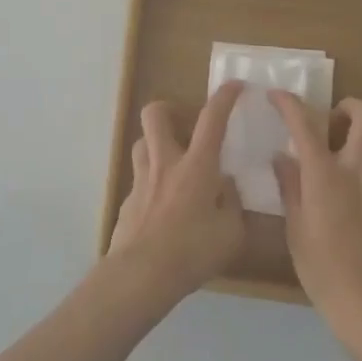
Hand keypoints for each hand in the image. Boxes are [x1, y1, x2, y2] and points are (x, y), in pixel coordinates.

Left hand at [107, 80, 246, 303]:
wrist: (141, 275)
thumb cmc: (192, 251)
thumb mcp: (231, 233)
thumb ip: (232, 204)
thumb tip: (225, 186)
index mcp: (197, 166)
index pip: (212, 119)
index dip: (225, 97)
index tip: (235, 85)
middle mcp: (165, 163)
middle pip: (156, 114)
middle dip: (170, 109)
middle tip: (185, 124)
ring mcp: (141, 180)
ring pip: (142, 143)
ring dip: (157, 144)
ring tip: (172, 163)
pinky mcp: (126, 202)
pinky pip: (139, 180)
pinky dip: (151, 184)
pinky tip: (161, 207)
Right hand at [270, 93, 361, 352]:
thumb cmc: (326, 273)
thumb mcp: (296, 231)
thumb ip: (291, 188)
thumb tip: (283, 158)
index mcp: (326, 175)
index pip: (305, 123)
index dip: (289, 103)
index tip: (277, 96)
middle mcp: (360, 170)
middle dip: (349, 106)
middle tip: (332, 120)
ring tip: (353, 148)